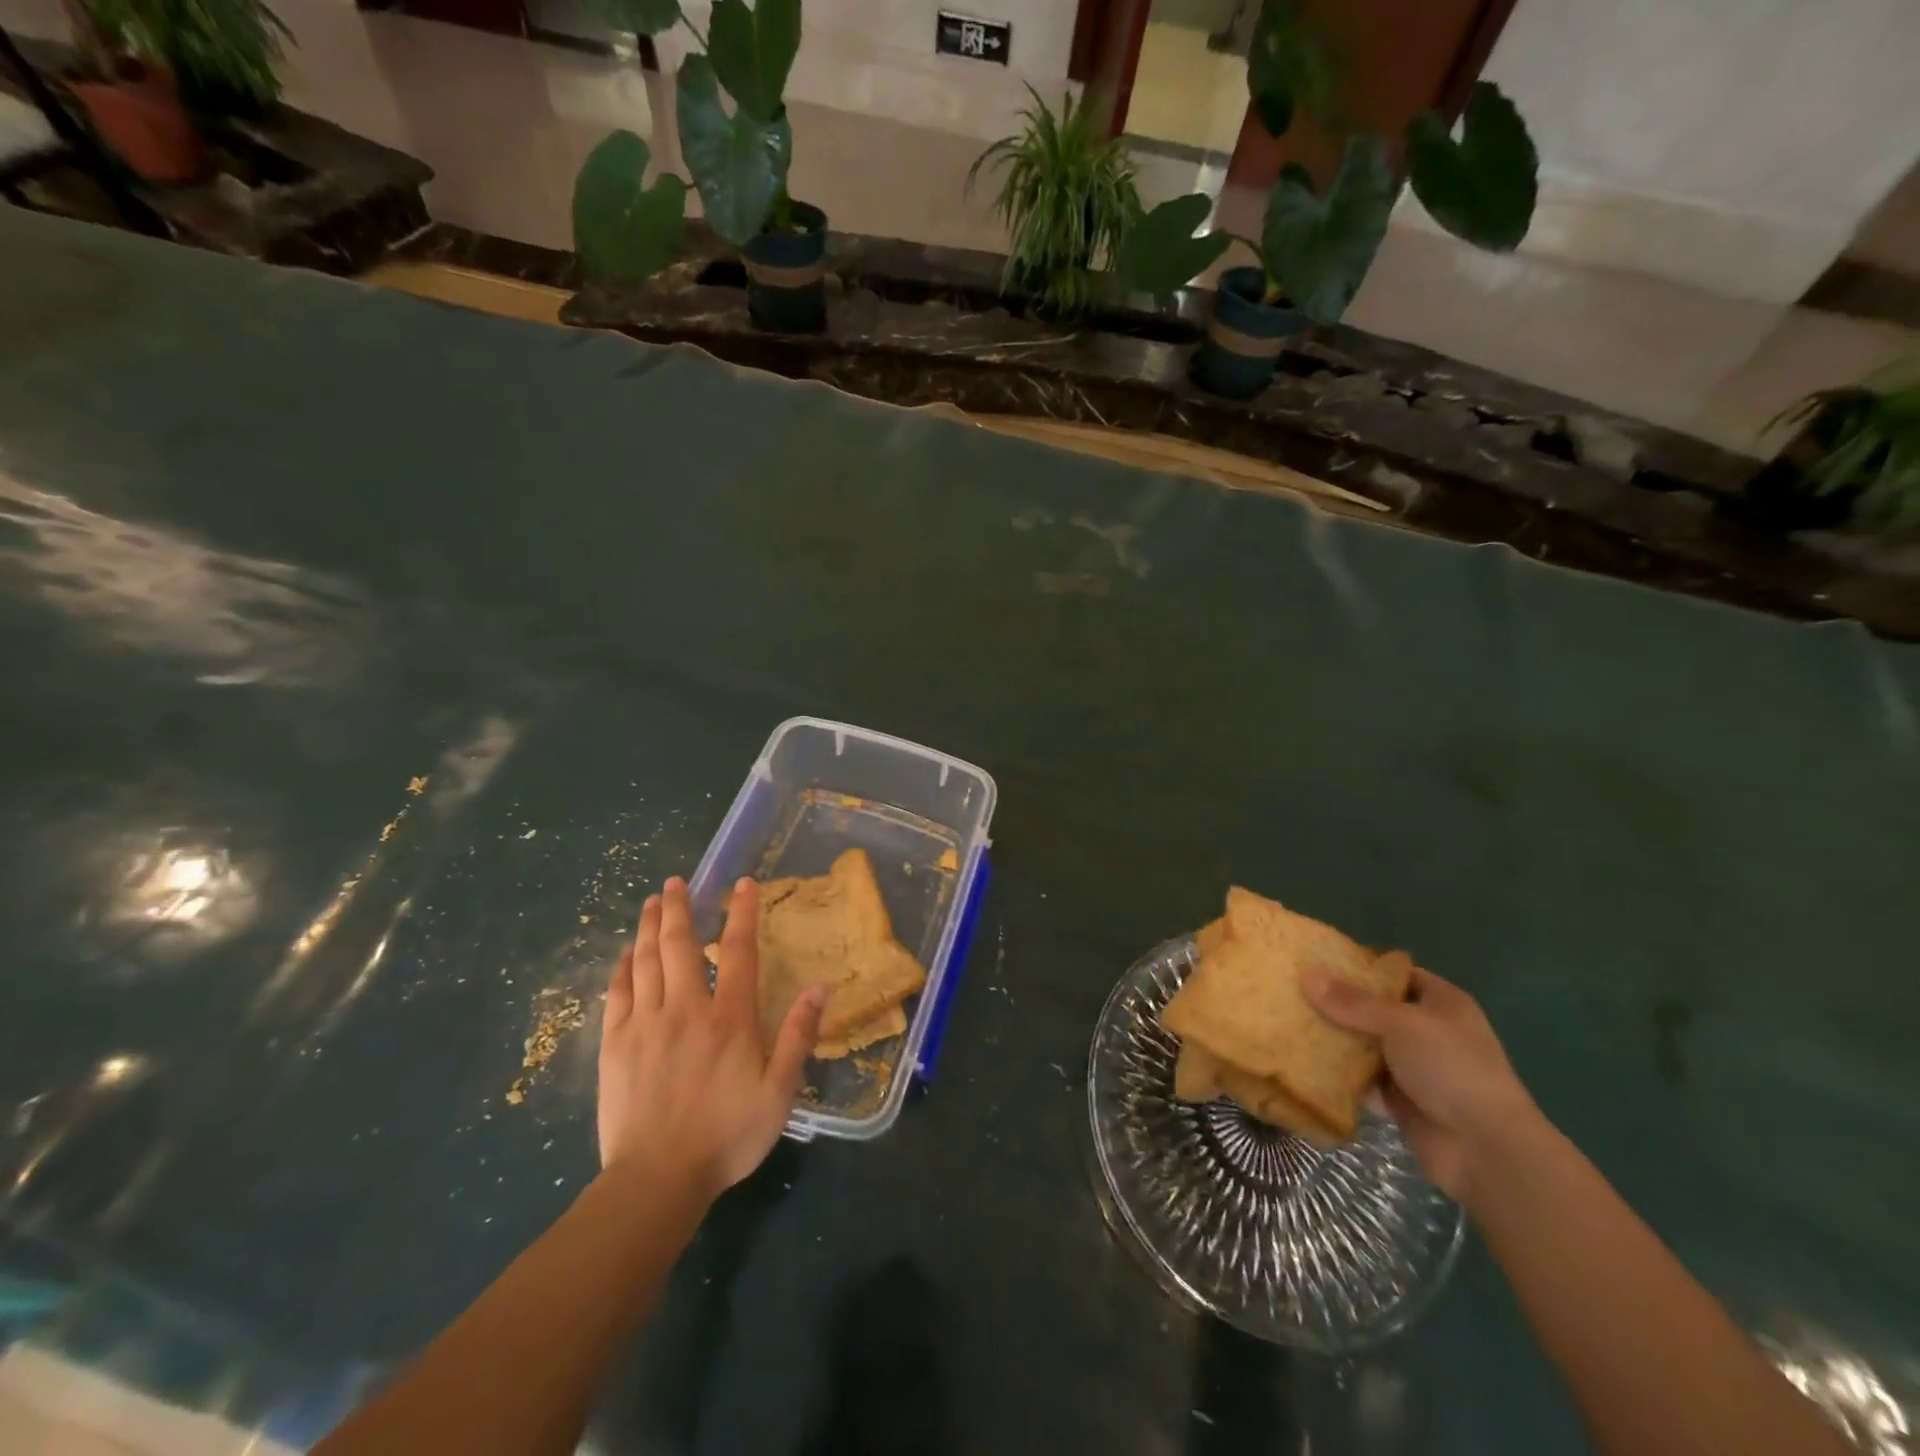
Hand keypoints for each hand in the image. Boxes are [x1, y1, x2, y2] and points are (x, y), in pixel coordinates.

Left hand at [598, 877, 825, 1199]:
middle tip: (677, 881)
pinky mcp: (615, 1044)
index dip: (742, 913)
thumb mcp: (779, 1093)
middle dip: (680, 907)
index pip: (737, 951)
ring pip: (646, 960)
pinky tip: (627, 952)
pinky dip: (623, 966)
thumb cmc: (726, 1137)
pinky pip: (617, 992)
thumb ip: (797, 1036)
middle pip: (680, 945)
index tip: (743, 883)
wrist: (656, 1181)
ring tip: (653, 901)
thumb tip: (820, 987)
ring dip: (650, 926)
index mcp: (729, 1018)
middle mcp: (686, 1009)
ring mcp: (645, 1024)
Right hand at [1303, 962, 1536, 1202]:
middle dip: (1339, 1003)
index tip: (1319, 962)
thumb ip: (1352, 1002)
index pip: (1397, 975)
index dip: (1361, 967)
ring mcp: (1415, 1067)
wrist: (1485, 1150)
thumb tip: (1306, 975)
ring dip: (1337, 1038)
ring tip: (1291, 1021)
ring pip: (1366, 1044)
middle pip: (1376, 1009)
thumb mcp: (1401, 1024)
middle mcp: (1429, 1031)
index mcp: (1442, 1003)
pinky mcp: (1401, 1099)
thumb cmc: (1451, 1069)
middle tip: (1295, 991)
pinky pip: (1363, 1078)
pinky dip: (1340, 1073)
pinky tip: (1305, 1060)